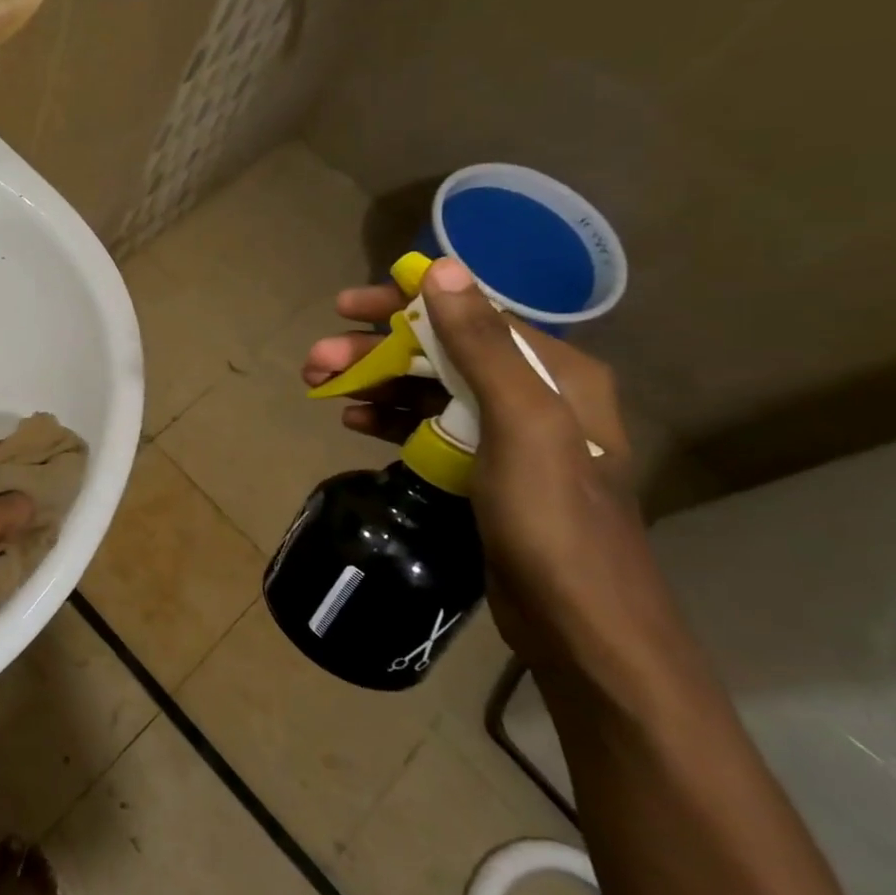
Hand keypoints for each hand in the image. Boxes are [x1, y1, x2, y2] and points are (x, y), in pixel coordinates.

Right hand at [304, 260, 657, 674]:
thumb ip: (481, 344)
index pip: (468, 314)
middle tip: (314, 362)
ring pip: (427, 390)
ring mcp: (506, 436)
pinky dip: (389, 419)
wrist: (581, 625)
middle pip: (439, 352)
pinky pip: (426, 428)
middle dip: (373, 352)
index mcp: (553, 372)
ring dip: (373, 384)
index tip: (343, 307)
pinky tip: (353, 422)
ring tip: (320, 389)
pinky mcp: (483, 471)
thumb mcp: (520, 423)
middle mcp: (532, 394)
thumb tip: (441, 269)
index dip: (403, 304)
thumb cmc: (553, 518)